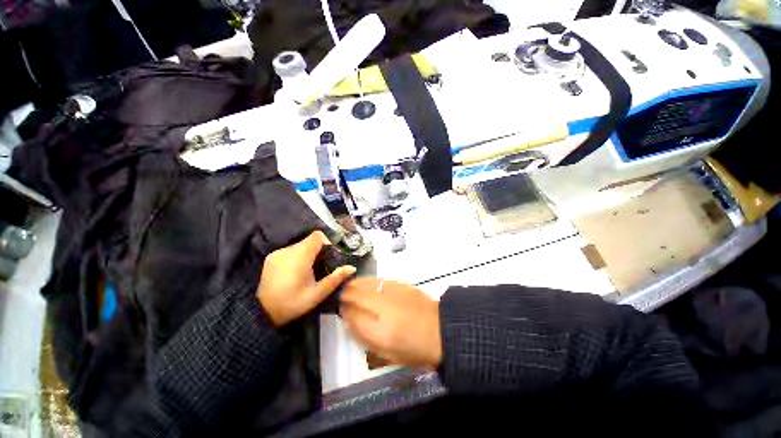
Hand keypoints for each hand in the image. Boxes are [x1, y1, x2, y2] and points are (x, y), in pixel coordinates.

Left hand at [258, 231, 355, 326]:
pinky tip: (294, 272)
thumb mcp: (317, 294)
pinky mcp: (271, 257)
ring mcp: (278, 253)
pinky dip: (296, 256)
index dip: (326, 242)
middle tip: (320, 267)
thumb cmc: (293, 303)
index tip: (328, 255)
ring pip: (299, 245)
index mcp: (301, 256)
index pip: (317, 236)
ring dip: (306, 253)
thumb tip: (352, 268)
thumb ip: (335, 278)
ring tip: (307, 271)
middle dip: (317, 250)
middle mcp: (288, 250)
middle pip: (309, 241)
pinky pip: (289, 251)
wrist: (262, 313)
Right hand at [340, 278, 441, 366]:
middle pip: (354, 290)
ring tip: (350, 289)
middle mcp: (381, 302)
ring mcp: (390, 289)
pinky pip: (376, 279)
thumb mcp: (383, 351)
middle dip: (344, 291)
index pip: (348, 308)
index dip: (339, 304)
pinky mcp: (399, 282)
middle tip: (340, 297)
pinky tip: (368, 287)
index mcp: (377, 326)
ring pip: (364, 282)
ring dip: (354, 285)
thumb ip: (361, 332)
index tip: (336, 306)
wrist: (440, 329)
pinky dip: (368, 282)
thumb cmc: (412, 347)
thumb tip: (347, 314)